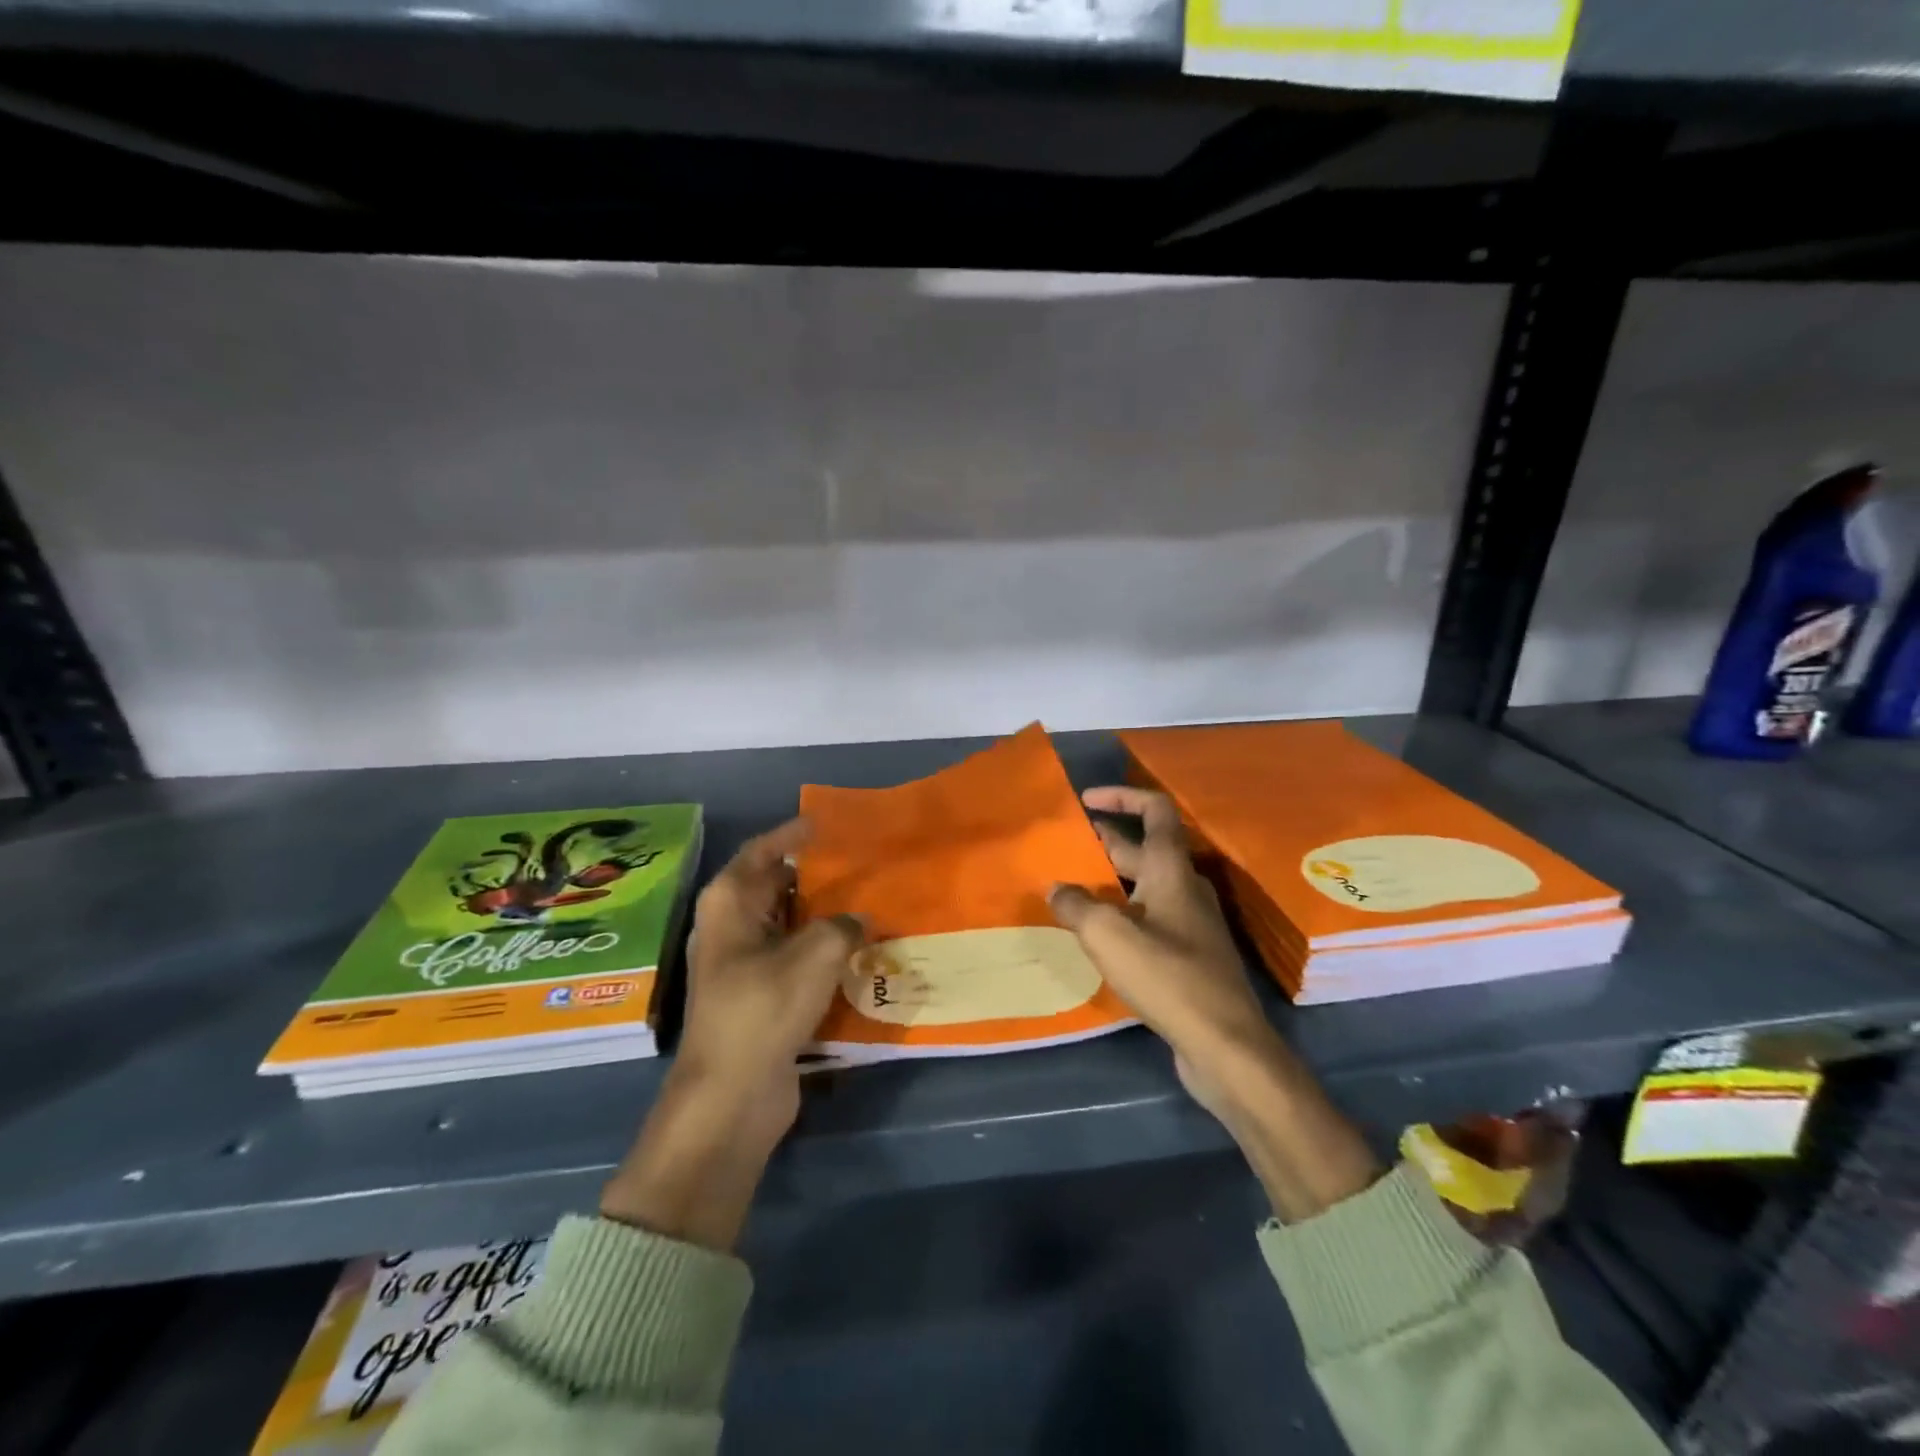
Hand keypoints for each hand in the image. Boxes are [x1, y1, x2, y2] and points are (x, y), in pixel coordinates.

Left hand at [601, 819, 864, 1249]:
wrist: (732, 1096)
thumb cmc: (762, 1010)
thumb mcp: (814, 956)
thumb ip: (844, 926)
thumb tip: (860, 919)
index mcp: (730, 903)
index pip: (763, 850)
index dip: (794, 834)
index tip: (830, 824)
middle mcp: (732, 926)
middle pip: (777, 885)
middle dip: (817, 874)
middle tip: (862, 863)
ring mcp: (745, 963)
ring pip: (790, 924)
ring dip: (825, 915)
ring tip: (870, 901)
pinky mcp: (761, 994)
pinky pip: (796, 957)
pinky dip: (823, 949)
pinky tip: (860, 949)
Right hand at [1051, 787, 1378, 1221]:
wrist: (1225, 1045)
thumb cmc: (1168, 977)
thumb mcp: (1109, 936)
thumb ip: (1076, 905)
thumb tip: (1056, 889)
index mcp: (1172, 871)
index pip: (1155, 811)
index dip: (1122, 797)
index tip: (1086, 800)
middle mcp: (1185, 889)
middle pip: (1143, 850)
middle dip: (1103, 844)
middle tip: (1063, 850)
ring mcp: (1191, 924)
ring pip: (1143, 888)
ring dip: (1108, 882)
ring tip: (1069, 891)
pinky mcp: (1189, 957)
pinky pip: (1148, 920)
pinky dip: (1120, 915)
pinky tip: (1095, 937)